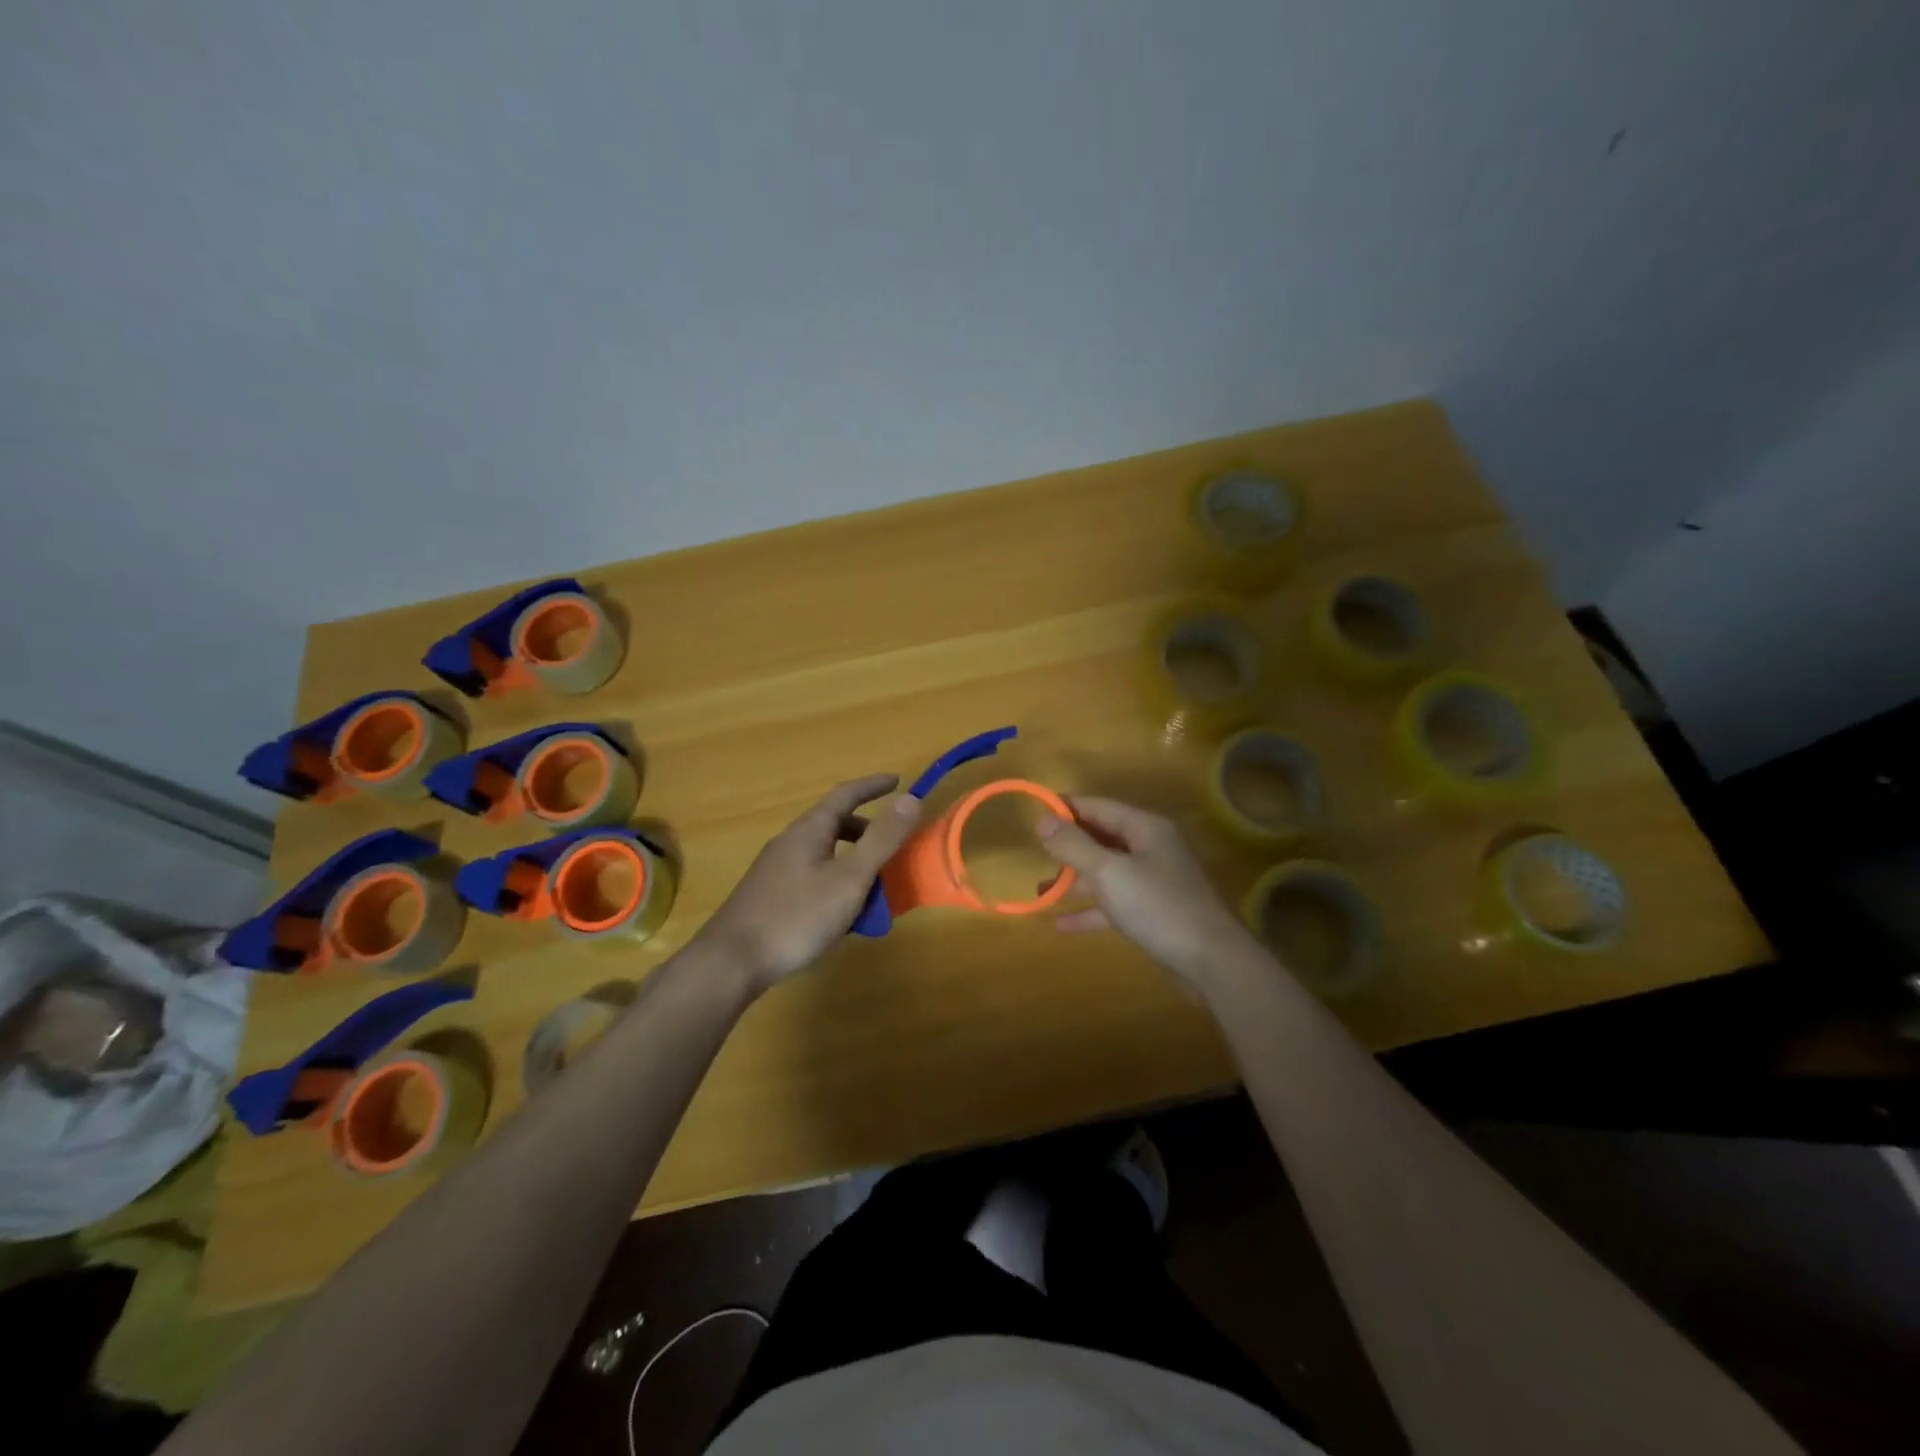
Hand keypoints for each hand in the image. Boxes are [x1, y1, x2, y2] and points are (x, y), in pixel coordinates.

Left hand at [696, 775, 922, 991]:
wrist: (732, 960)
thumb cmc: (797, 916)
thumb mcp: (849, 878)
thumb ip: (881, 840)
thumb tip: (911, 799)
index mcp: (809, 830)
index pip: (845, 794)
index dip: (873, 786)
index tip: (898, 781)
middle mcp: (790, 841)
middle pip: (833, 823)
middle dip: (866, 829)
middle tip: (893, 844)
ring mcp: (775, 868)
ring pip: (823, 852)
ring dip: (852, 858)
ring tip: (873, 884)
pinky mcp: (768, 894)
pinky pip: (811, 874)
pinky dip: (835, 880)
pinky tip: (841, 913)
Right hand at [1039, 796, 1261, 987]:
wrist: (1212, 962)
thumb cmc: (1158, 907)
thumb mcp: (1108, 872)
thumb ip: (1074, 845)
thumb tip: (1043, 819)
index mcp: (1145, 828)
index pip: (1098, 807)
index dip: (1066, 808)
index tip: (1034, 813)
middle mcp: (1151, 848)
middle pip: (1102, 838)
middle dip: (1069, 847)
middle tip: (1036, 856)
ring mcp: (1155, 881)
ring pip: (1107, 872)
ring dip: (1075, 881)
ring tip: (1040, 891)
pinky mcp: (1155, 911)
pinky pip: (1115, 903)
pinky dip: (1090, 910)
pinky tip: (1062, 924)